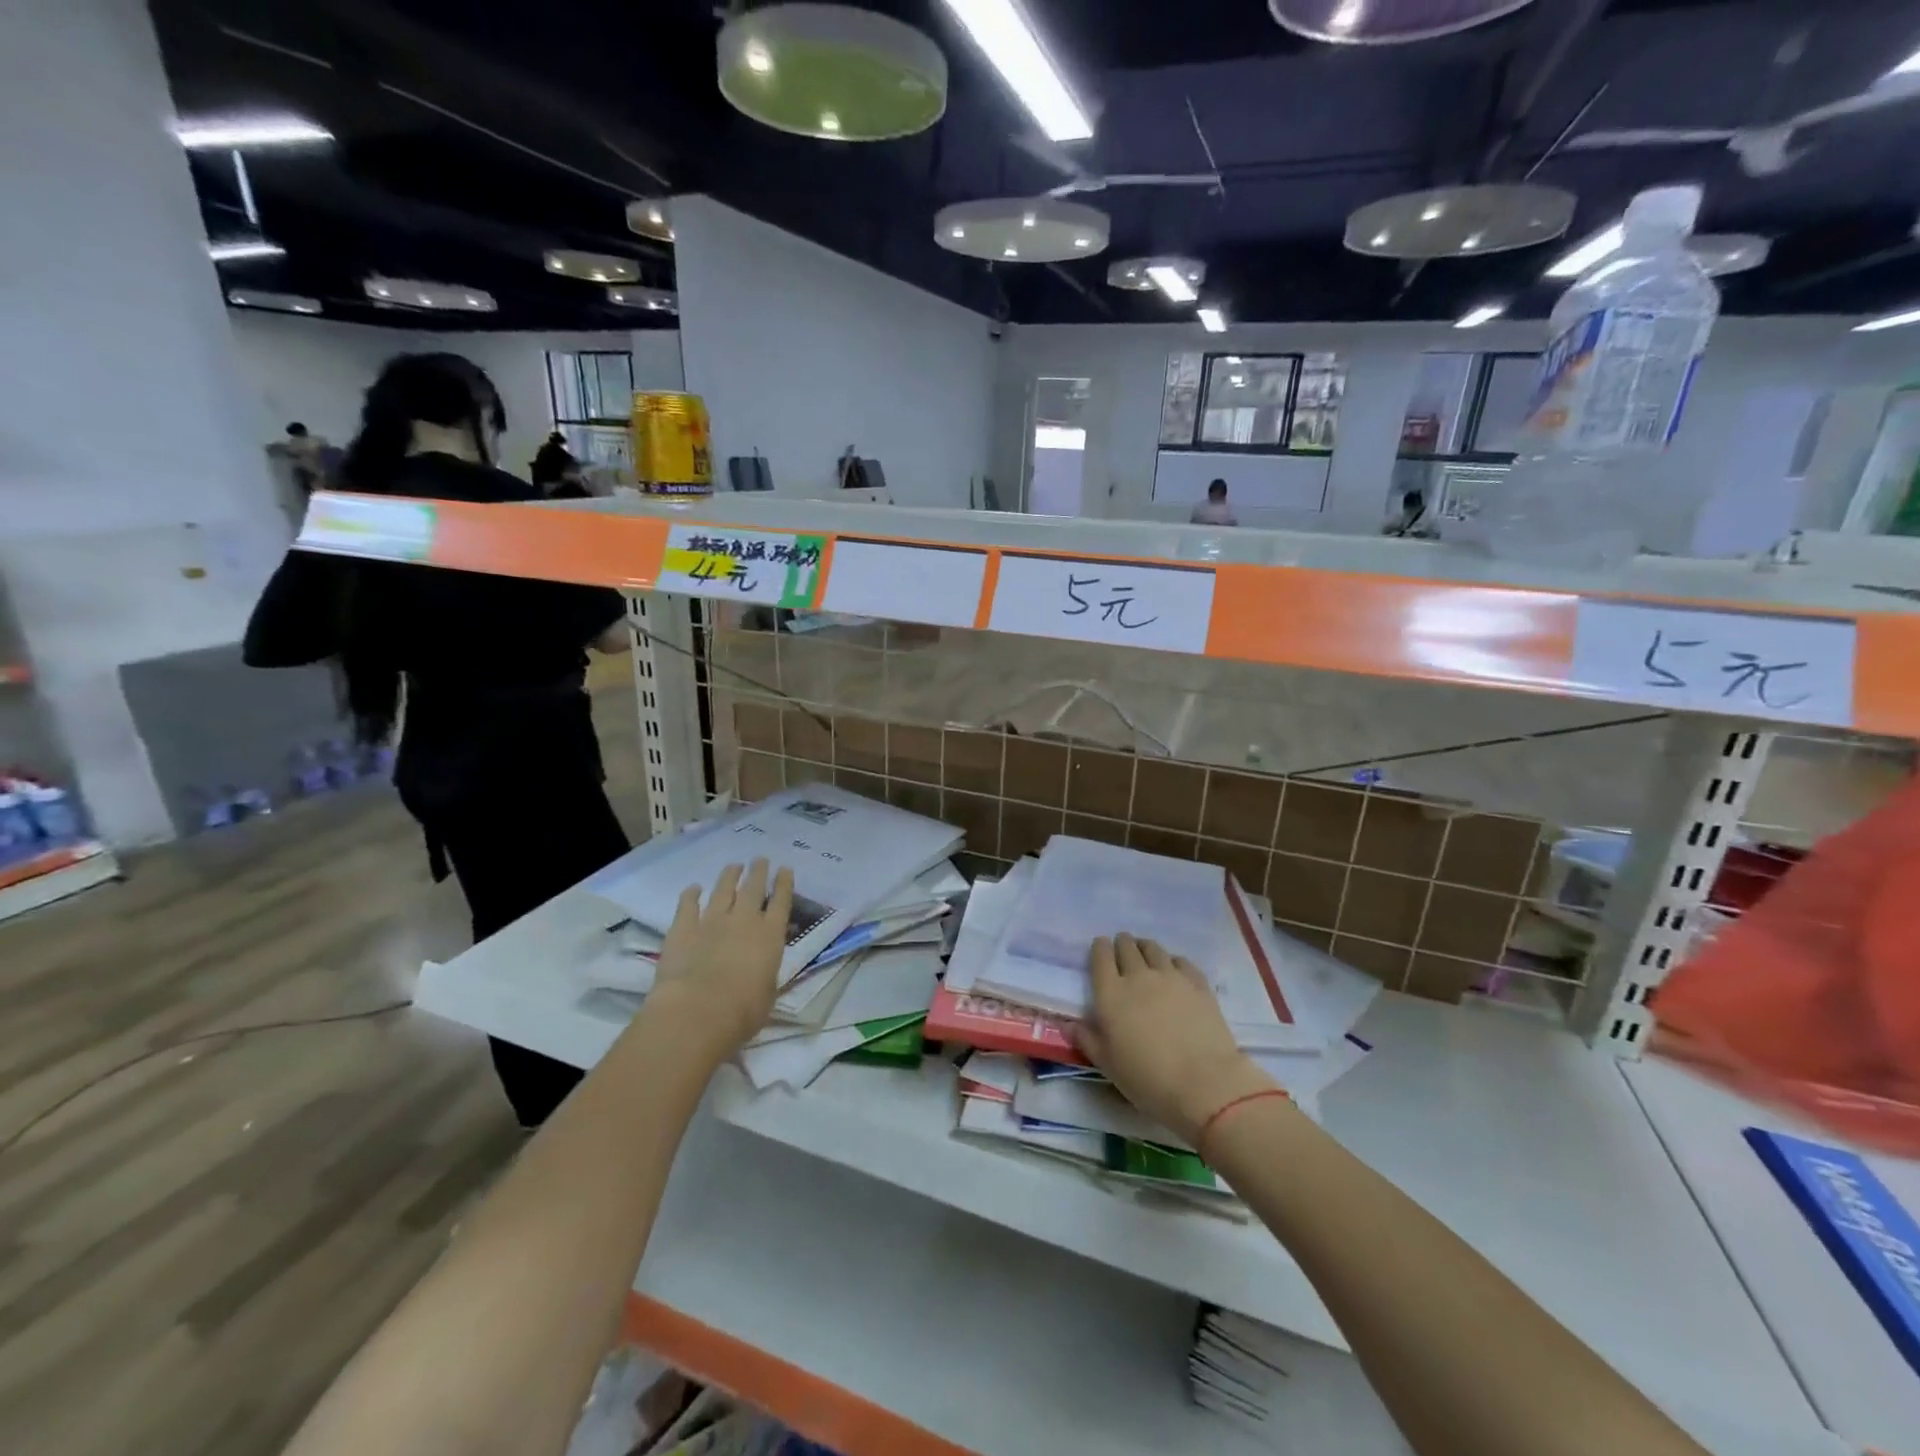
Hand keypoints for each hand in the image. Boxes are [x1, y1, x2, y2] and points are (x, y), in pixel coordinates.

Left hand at [645, 860, 793, 1059]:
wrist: (697, 1012)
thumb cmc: (742, 1011)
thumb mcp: (768, 994)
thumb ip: (766, 975)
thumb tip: (762, 970)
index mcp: (770, 936)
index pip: (781, 902)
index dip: (784, 884)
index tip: (785, 869)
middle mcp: (743, 921)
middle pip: (753, 888)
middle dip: (758, 872)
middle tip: (760, 859)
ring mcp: (711, 921)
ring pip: (723, 890)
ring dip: (729, 876)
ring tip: (734, 866)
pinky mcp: (683, 928)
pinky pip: (688, 905)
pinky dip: (691, 895)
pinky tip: (693, 888)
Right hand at [1075, 933, 1276, 1145]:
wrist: (1203, 1084)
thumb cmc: (1147, 1078)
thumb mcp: (1108, 1065)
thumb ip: (1086, 1039)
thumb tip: (1068, 1025)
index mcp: (1111, 993)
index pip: (1101, 957)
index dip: (1099, 948)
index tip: (1100, 948)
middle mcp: (1138, 976)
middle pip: (1127, 947)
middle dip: (1121, 944)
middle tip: (1122, 949)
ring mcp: (1170, 976)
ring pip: (1153, 948)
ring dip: (1145, 947)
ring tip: (1145, 953)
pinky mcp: (1197, 983)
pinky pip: (1181, 961)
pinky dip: (1172, 960)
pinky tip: (1174, 969)